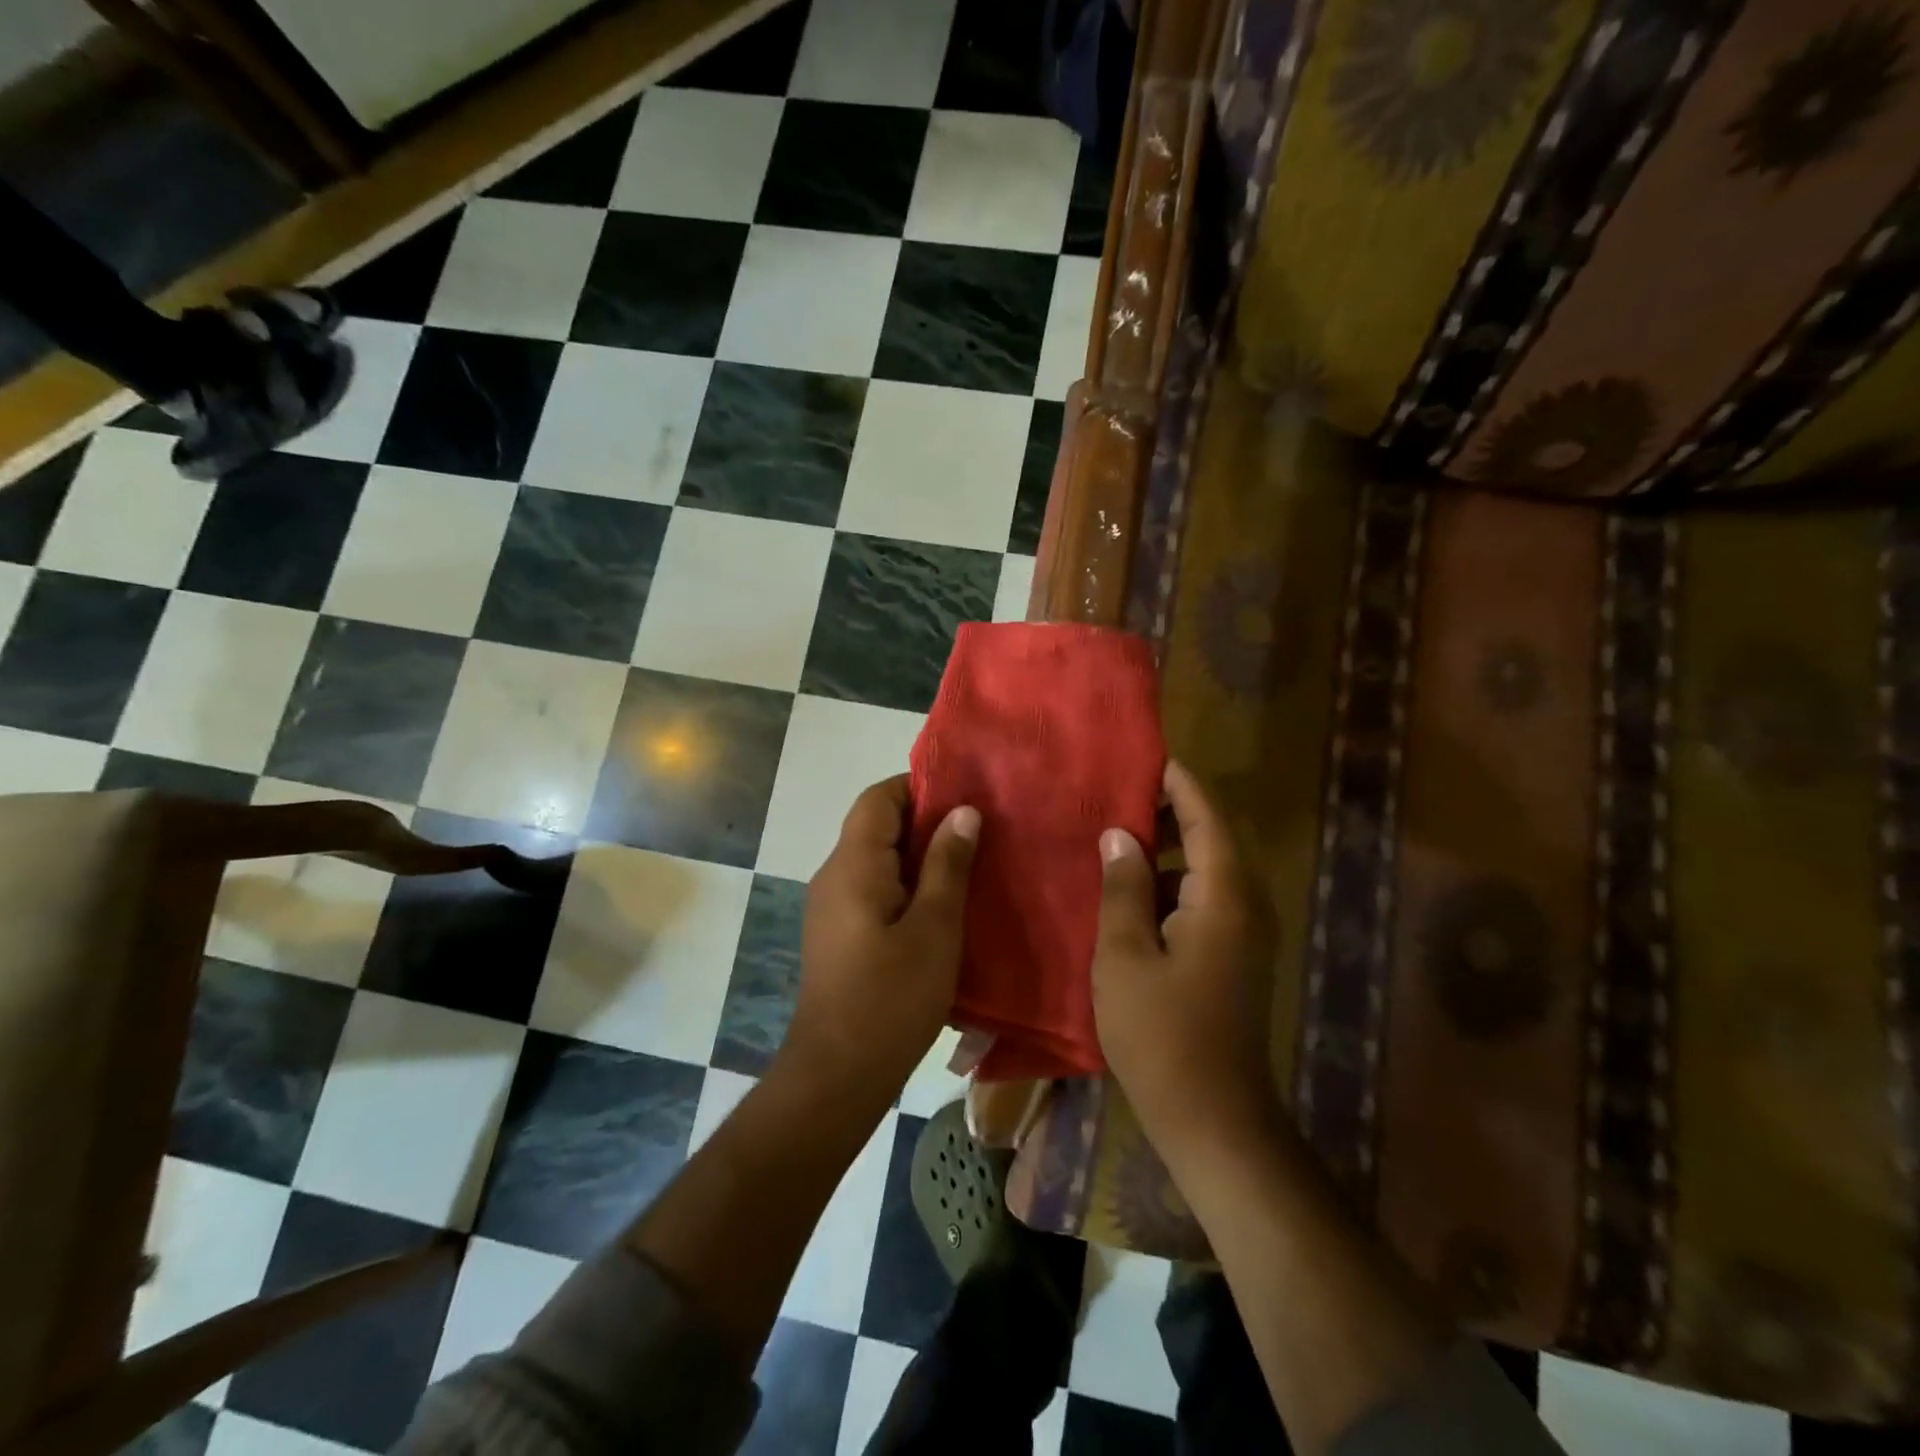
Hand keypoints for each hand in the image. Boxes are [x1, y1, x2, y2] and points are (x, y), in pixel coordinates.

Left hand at [781, 776, 979, 1112]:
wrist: (838, 1073)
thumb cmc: (892, 996)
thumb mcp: (935, 927)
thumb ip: (948, 864)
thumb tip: (962, 811)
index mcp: (854, 864)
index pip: (879, 797)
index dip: (919, 786)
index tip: (965, 796)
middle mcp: (834, 875)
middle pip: (876, 825)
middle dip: (925, 821)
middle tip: (978, 831)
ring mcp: (830, 906)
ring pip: (875, 859)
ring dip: (917, 856)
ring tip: (968, 866)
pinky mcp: (836, 934)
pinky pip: (871, 889)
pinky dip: (905, 885)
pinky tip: (940, 908)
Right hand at [1091, 760, 1278, 1176]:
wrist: (1214, 1118)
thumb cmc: (1162, 1034)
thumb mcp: (1125, 956)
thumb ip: (1122, 887)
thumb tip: (1120, 835)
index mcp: (1223, 895)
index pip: (1206, 816)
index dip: (1177, 782)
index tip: (1143, 756)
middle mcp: (1244, 904)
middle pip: (1211, 837)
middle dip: (1167, 811)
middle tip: (1114, 792)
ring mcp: (1242, 933)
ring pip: (1204, 869)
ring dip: (1164, 848)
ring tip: (1112, 832)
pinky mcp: (1232, 956)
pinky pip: (1201, 899)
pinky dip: (1168, 883)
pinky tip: (1126, 890)